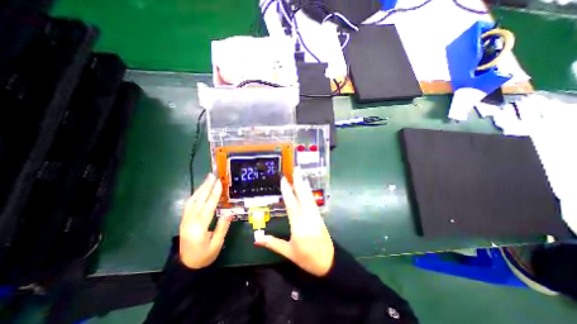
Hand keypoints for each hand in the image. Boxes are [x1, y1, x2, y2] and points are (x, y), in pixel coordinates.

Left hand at [180, 173, 233, 269]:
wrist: (186, 267)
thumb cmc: (204, 256)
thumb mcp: (217, 244)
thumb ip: (223, 227)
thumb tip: (230, 212)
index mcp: (199, 228)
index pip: (208, 206)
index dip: (214, 194)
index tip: (219, 183)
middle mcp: (189, 222)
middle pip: (198, 200)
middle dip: (206, 186)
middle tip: (212, 175)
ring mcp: (184, 221)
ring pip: (191, 201)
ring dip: (200, 189)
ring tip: (207, 180)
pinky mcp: (183, 221)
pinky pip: (189, 205)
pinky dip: (195, 195)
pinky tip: (200, 191)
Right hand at [256, 169, 336, 276]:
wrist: (330, 263)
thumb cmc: (307, 259)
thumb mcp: (289, 253)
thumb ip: (273, 244)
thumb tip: (257, 239)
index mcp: (299, 226)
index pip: (291, 204)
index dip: (287, 191)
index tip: (283, 180)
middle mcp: (308, 217)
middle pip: (303, 196)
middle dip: (298, 182)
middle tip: (296, 170)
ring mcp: (315, 216)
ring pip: (309, 197)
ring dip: (304, 184)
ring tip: (301, 174)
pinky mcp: (319, 216)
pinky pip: (313, 201)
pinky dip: (309, 192)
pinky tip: (307, 187)